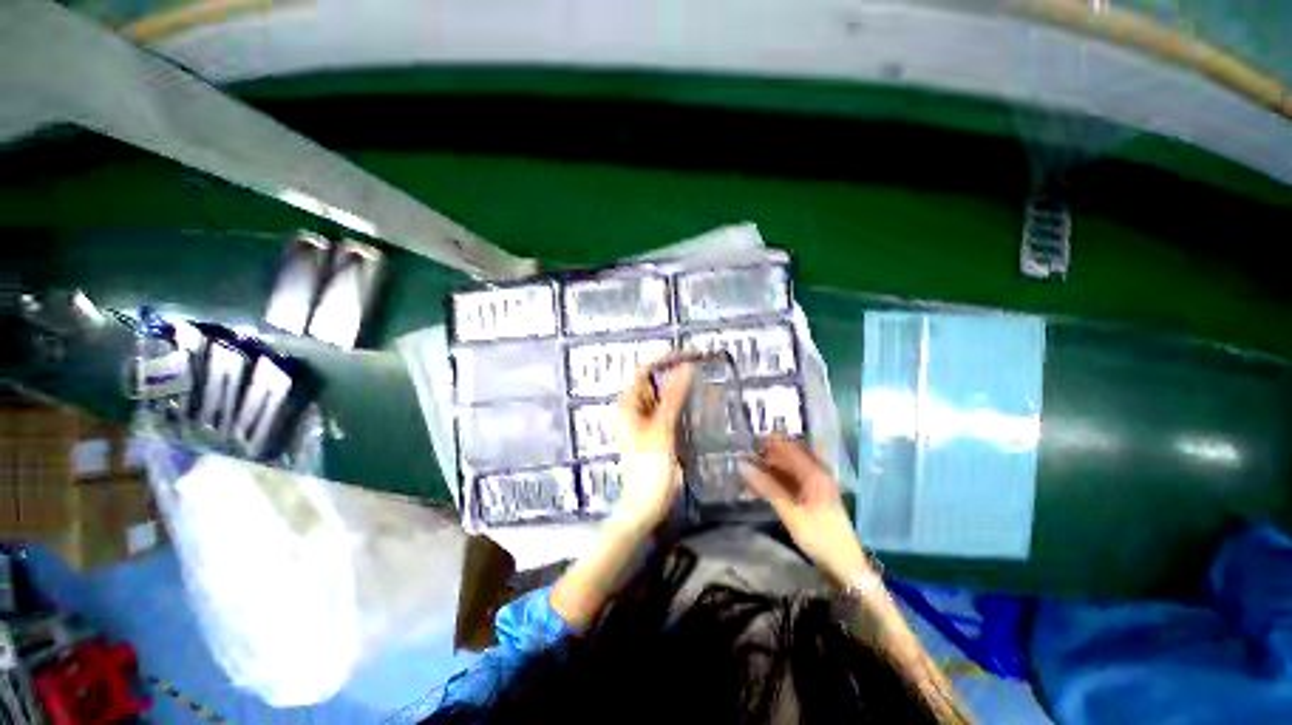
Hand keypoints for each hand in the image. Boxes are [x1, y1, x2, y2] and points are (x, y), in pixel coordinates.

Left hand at [609, 355, 696, 535]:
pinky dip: (681, 405)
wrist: (644, 505)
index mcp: (628, 404)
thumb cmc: (649, 467)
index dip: (667, 360)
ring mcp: (644, 420)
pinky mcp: (654, 431)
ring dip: (681, 389)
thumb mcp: (662, 428)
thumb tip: (686, 366)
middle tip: (703, 369)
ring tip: (704, 384)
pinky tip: (698, 405)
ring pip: (663, 396)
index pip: (646, 371)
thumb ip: (674, 396)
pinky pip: (668, 410)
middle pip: (655, 382)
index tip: (692, 356)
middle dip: (677, 374)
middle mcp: (633, 408)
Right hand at [740, 435, 873, 586]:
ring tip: (748, 471)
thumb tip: (743, 466)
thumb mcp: (791, 512)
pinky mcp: (812, 499)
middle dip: (767, 456)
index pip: (789, 448)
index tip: (750, 438)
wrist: (846, 566)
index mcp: (815, 474)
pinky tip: (760, 487)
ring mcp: (815, 488)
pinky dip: (775, 482)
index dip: (770, 441)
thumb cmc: (820, 537)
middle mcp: (817, 475)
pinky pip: (790, 483)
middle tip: (744, 456)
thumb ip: (767, 487)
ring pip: (788, 471)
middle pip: (788, 458)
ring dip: (769, 470)